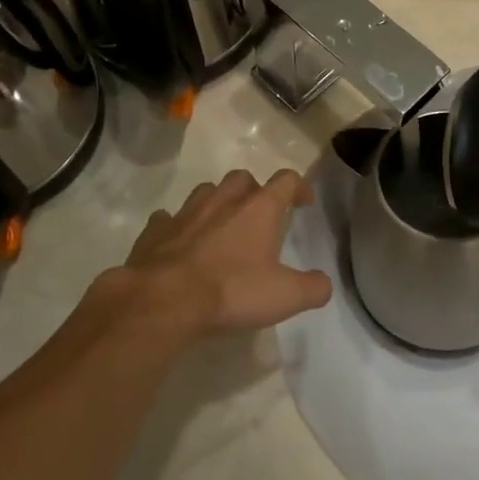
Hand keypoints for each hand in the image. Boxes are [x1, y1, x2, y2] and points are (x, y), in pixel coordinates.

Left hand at [114, 169, 330, 336]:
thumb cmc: (231, 291)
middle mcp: (223, 200)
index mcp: (258, 209)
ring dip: (217, 203)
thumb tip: (323, 284)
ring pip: (206, 192)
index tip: (304, 203)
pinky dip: (177, 226)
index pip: (286, 180)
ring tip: (221, 226)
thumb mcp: (285, 297)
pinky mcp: (155, 230)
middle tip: (258, 215)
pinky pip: (168, 218)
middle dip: (254, 190)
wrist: (162, 300)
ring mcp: (186, 212)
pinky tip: (180, 243)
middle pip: (243, 178)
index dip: (299, 187)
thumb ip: (312, 288)